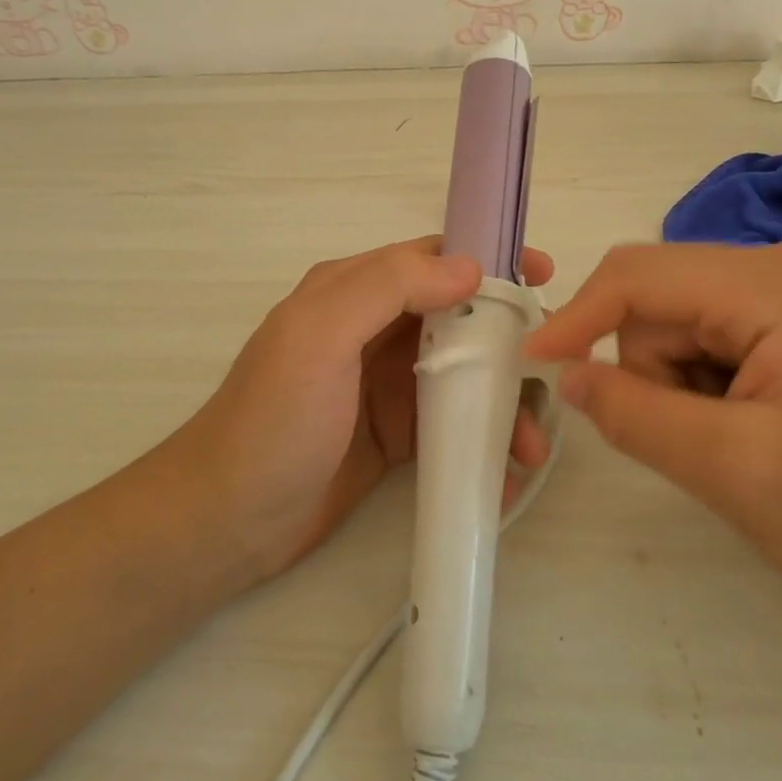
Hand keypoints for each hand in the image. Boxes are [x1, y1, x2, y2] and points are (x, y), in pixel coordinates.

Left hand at [163, 236, 555, 581]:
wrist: (228, 521)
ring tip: (532, 446)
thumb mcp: (319, 336)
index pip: (431, 259)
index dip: (488, 261)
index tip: (543, 278)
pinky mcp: (393, 436)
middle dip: (509, 340)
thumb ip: (387, 288)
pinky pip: (451, 427)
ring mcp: (384, 386)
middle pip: (458, 319)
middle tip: (553, 371)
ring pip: (462, 375)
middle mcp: (373, 331)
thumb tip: (469, 268)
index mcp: (352, 292)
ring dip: (502, 402)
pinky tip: (507, 473)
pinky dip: (483, 442)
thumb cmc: (274, 420)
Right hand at [524, 238, 781, 617]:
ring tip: (741, 442)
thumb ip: (636, 417)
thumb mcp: (736, 473)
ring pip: (681, 326)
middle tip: (706, 444)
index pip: (639, 277)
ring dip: (683, 387)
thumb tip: (568, 373)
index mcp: (776, 283)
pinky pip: (713, 338)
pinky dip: (709, 387)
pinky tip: (758, 427)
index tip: (535, 364)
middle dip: (656, 376)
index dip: (576, 317)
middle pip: (661, 305)